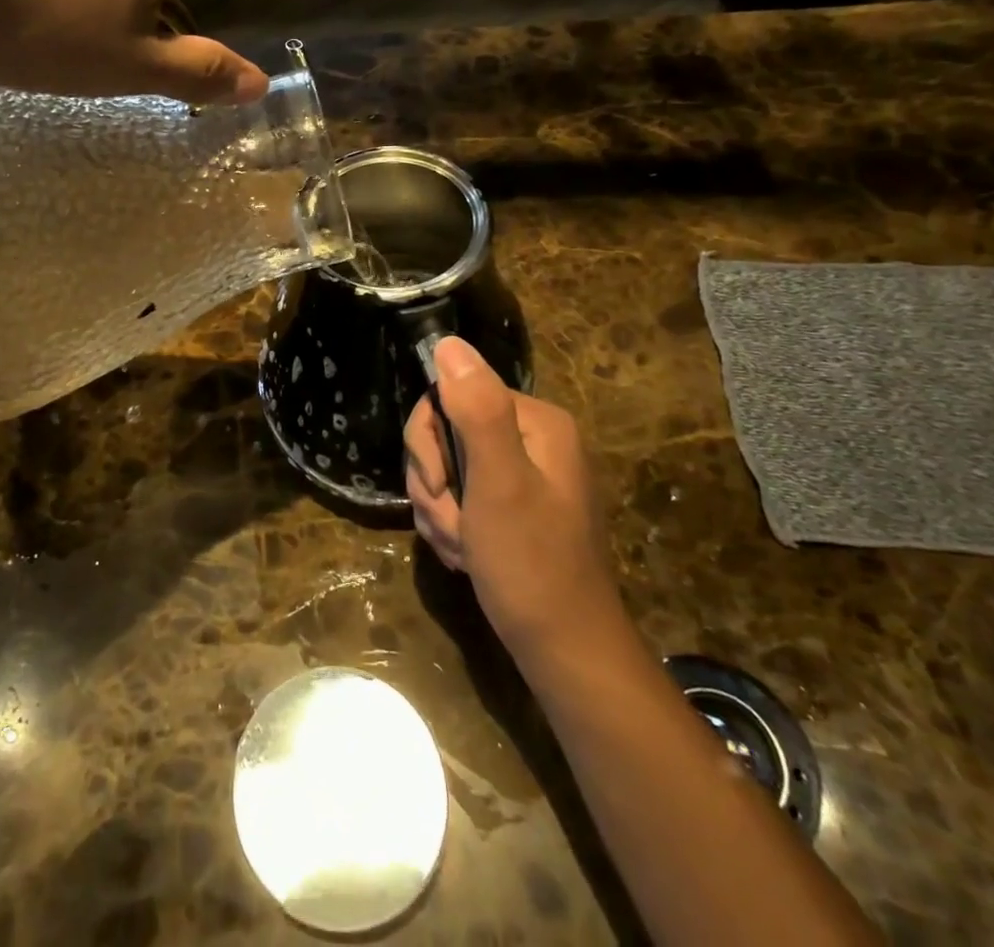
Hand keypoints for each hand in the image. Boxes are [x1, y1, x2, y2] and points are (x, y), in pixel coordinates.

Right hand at [405, 337, 621, 659]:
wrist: (564, 653)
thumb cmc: (532, 565)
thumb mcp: (499, 482)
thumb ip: (476, 409)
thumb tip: (448, 341)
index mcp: (535, 422)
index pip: (451, 396)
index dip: (429, 442)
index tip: (440, 487)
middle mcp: (530, 439)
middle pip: (445, 433)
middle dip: (435, 484)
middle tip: (452, 526)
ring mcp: (520, 474)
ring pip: (446, 469)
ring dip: (440, 511)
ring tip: (462, 548)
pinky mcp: (509, 506)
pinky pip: (458, 497)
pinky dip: (451, 527)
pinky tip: (466, 556)